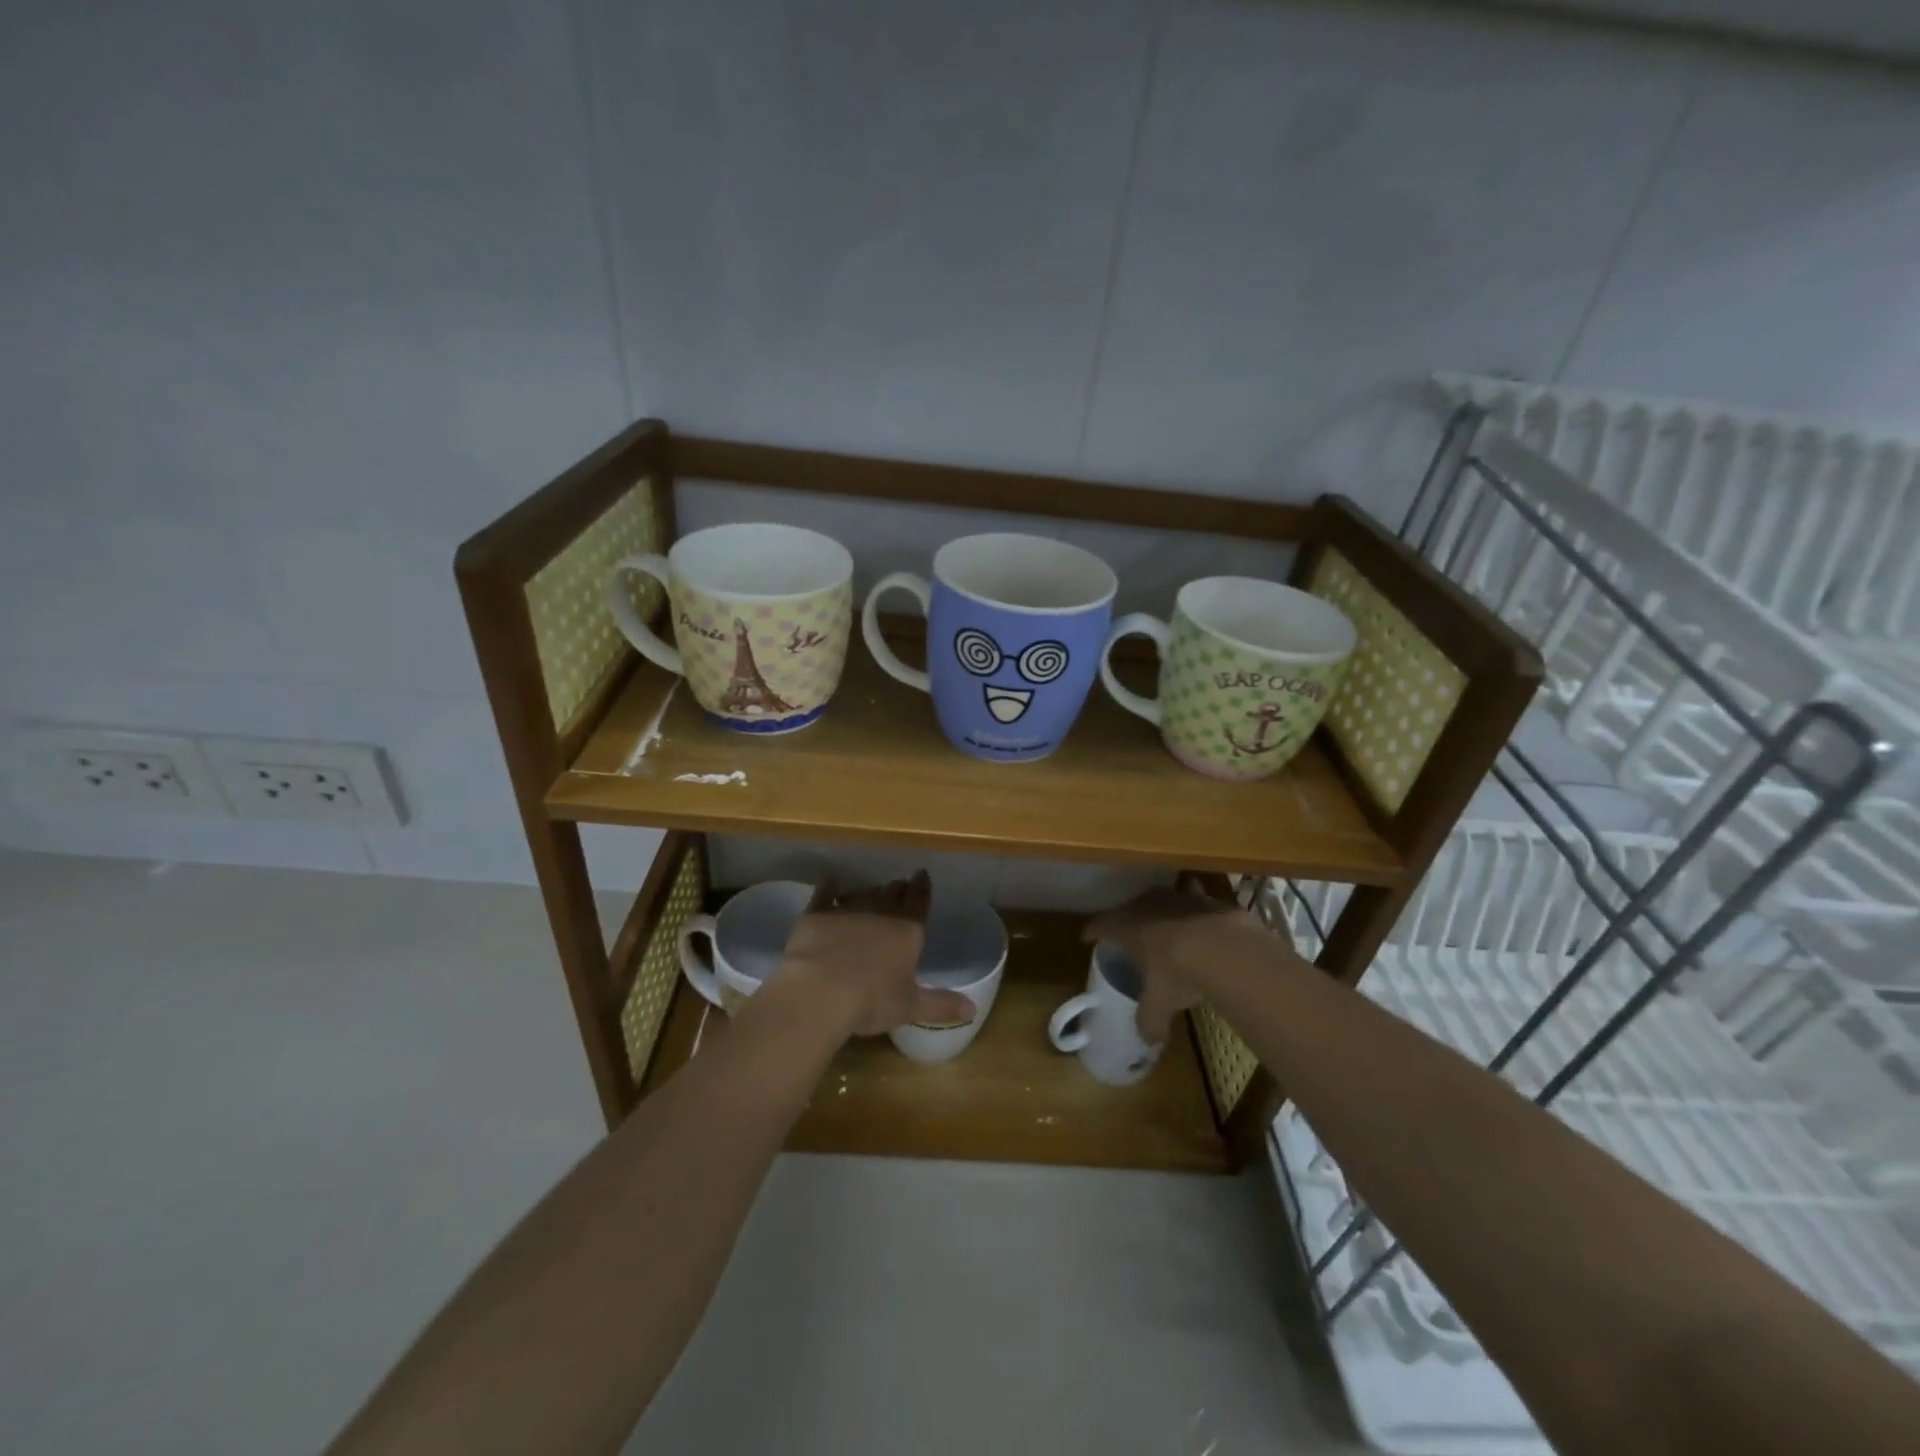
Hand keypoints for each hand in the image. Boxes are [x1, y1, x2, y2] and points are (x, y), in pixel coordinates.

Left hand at [775, 871, 974, 1038]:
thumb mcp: (910, 1007)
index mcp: (908, 930)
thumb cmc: (872, 1001)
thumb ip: (941, 1005)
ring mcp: (847, 910)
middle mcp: (880, 912)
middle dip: (897, 889)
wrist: (820, 992)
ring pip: (863, 892)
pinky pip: (825, 894)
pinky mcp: (817, 914)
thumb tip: (972, 1011)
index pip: (919, 901)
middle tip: (899, 887)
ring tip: (871, 891)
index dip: (922, 888)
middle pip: (892, 893)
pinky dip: (830, 888)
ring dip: (869, 891)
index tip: (922, 876)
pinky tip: (830, 884)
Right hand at [1084, 879, 1262, 1043]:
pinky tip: (1194, 914)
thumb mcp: (1161, 1002)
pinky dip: (1189, 907)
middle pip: (1127, 909)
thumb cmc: (1178, 972)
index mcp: (1126, 928)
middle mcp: (1145, 906)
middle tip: (1124, 934)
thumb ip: (1151, 1020)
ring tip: (1158, 925)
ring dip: (1156, 912)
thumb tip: (1149, 1041)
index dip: (1092, 931)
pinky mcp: (1203, 898)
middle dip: (1124, 920)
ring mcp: (1175, 898)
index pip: (1100, 925)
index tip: (1087, 937)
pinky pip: (1190, 899)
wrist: (1225, 946)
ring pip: (1158, 902)